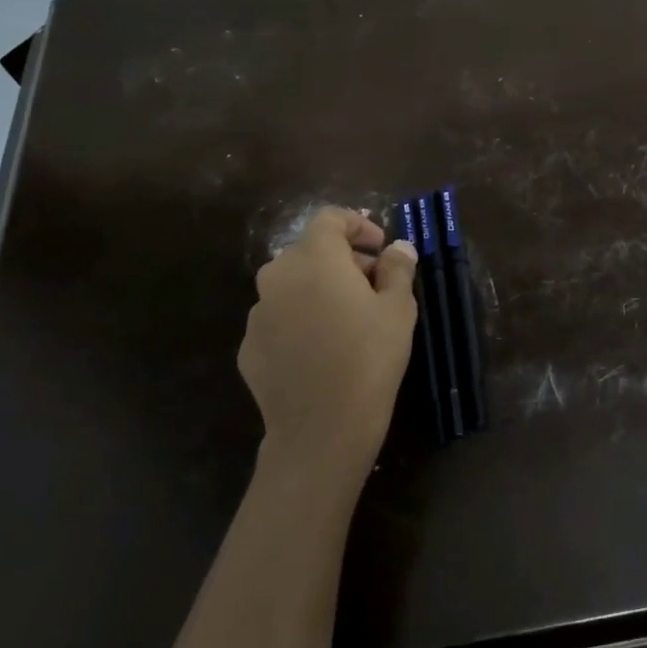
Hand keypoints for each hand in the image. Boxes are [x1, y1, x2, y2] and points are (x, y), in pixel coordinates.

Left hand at [238, 207, 418, 491]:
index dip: (358, 225)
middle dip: (343, 260)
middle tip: (374, 285)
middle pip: (310, 251)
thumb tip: (398, 248)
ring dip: (320, 289)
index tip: (381, 247)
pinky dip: (301, 320)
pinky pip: (279, 319)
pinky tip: (323, 350)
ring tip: (349, 320)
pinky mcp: (248, 347)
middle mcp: (277, 276)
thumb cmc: (369, 358)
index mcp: (314, 257)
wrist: (321, 429)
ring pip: (292, 285)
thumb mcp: (398, 309)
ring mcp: (257, 313)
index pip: (330, 218)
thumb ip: (397, 269)